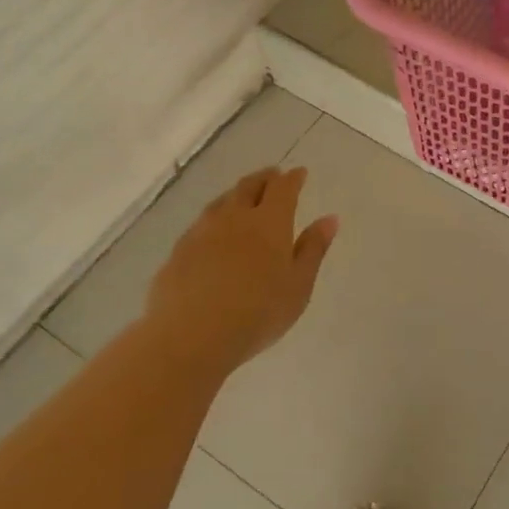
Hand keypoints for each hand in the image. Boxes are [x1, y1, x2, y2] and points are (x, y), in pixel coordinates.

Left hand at [144, 167, 337, 375]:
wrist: (192, 334)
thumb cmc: (258, 312)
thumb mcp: (299, 285)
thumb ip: (313, 249)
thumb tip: (329, 219)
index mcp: (270, 222)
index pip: (283, 188)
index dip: (292, 178)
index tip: (299, 173)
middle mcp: (235, 217)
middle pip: (249, 187)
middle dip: (264, 178)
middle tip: (272, 176)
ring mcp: (202, 232)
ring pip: (221, 202)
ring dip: (236, 194)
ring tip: (243, 198)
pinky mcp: (179, 251)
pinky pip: (200, 224)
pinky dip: (214, 219)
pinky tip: (213, 232)